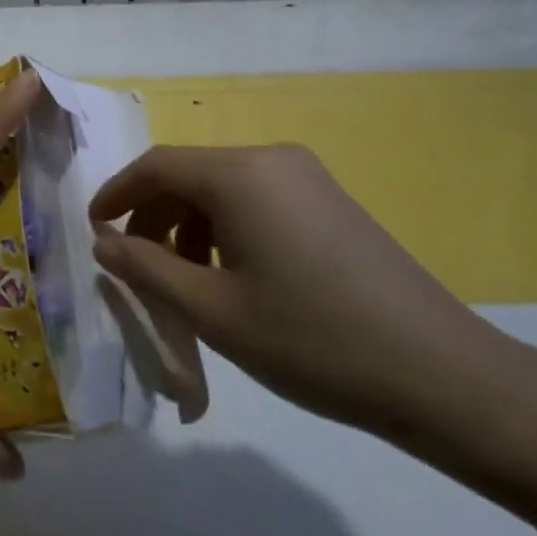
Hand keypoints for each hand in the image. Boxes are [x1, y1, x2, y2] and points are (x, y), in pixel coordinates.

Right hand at [88, 145, 509, 438]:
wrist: (442, 376)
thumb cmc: (313, 341)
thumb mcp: (214, 312)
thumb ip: (146, 270)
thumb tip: (104, 241)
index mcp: (239, 174)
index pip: (156, 166)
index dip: (116, 194)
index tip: (94, 231)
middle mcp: (271, 159)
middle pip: (189, 175)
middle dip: (153, 217)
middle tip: (135, 267)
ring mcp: (306, 177)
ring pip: (222, 189)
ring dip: (189, 228)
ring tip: (183, 283)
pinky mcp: (329, 201)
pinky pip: (256, 201)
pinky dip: (226, 230)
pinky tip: (232, 278)